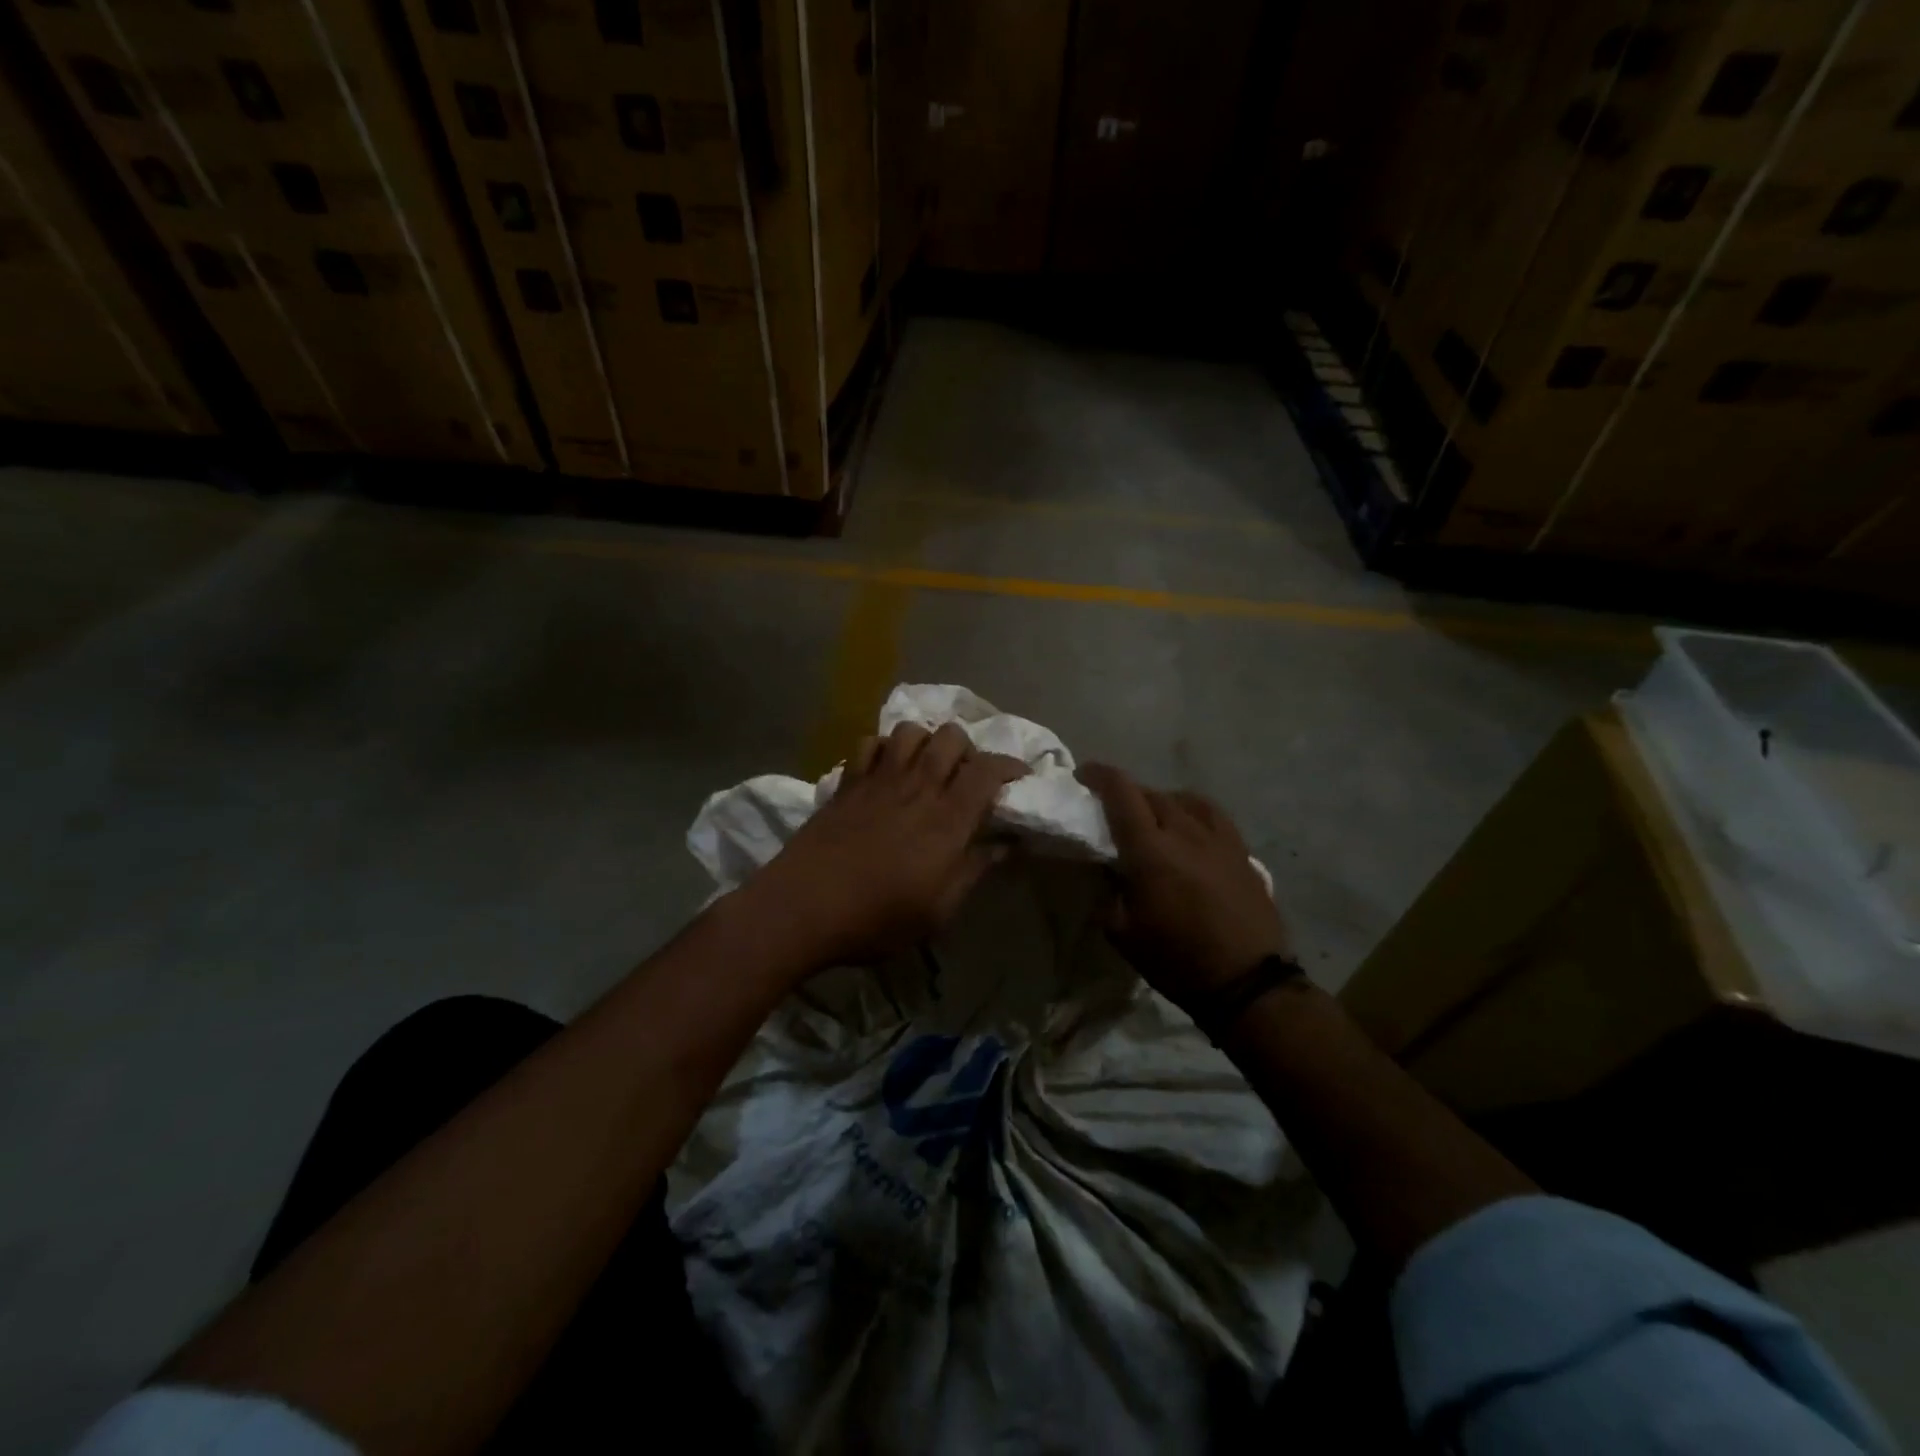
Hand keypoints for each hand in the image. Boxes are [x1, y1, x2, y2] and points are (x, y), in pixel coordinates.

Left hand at [747, 722, 1027, 966]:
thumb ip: (974, 871)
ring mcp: (878, 779)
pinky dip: (884, 747)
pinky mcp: (847, 782)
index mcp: (947, 819)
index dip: (1010, 766)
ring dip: (927, 741)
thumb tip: (1005, 846)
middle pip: (952, 737)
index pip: (988, 770)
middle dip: (969, 749)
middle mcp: (917, 787)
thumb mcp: (938, 911)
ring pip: (911, 730)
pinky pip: (870, 743)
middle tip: (968, 777)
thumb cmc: (877, 918)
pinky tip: (886, 770)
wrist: (802, 907)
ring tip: (927, 768)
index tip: (1018, 778)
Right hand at [1076, 763, 1292, 1010]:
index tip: (1084, 775)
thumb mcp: (1121, 931)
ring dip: (1159, 800)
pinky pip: (1211, 814)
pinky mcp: (1240, 850)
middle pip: (1150, 793)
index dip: (1099, 775)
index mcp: (1148, 849)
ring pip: (1182, 799)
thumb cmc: (1175, 959)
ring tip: (1151, 816)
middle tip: (1111, 807)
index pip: (1121, 792)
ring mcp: (1217, 837)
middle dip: (1126, 792)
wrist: (1246, 981)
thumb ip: (1108, 891)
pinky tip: (1189, 825)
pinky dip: (1191, 810)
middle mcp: (1183, 831)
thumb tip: (1108, 869)